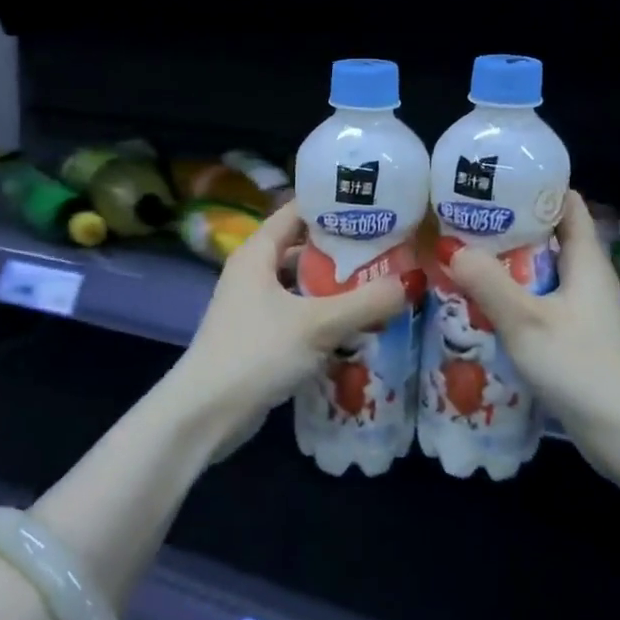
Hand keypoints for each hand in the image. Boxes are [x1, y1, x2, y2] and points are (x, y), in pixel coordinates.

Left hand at [170, 201, 408, 456]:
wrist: (206, 414)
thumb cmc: (257, 352)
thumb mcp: (318, 324)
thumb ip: (367, 302)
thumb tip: (413, 281)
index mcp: (257, 253)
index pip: (297, 210)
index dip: (333, 205)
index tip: (374, 205)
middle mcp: (253, 273)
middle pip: (303, 248)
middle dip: (343, 249)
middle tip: (388, 247)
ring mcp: (254, 307)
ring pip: (302, 285)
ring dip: (336, 286)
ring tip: (380, 284)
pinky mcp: (260, 337)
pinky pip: (299, 315)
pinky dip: (325, 315)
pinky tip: (357, 326)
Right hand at [443, 191, 619, 474]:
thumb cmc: (583, 367)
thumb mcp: (528, 322)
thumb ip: (489, 283)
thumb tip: (451, 248)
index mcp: (586, 261)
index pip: (567, 204)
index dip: (535, 187)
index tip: (493, 183)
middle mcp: (587, 279)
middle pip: (548, 239)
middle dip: (508, 229)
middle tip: (461, 223)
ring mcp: (583, 312)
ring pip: (541, 276)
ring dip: (506, 268)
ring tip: (461, 261)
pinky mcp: (575, 340)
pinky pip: (540, 307)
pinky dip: (513, 301)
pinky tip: (481, 310)